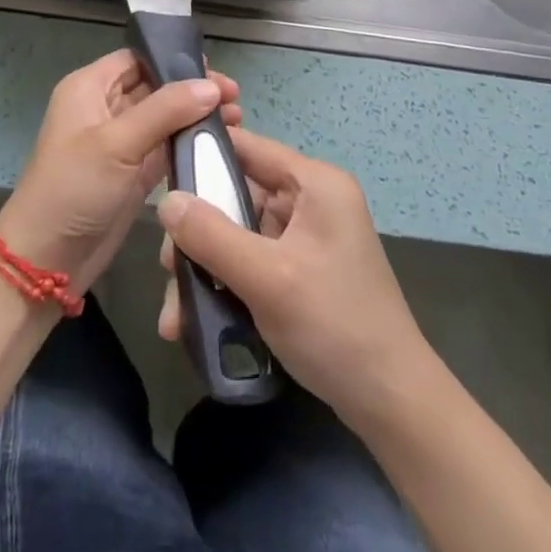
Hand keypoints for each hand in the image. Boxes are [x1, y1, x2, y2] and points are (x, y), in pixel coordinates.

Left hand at [0, 50, 240, 297]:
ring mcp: (121, 142)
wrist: (46, 261)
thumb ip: (166, 110)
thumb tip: (211, 86)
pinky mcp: (134, 173)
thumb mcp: (117, 142)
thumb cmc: (73, 188)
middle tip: (235, 98)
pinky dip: (191, 144)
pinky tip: (221, 144)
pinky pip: (167, 148)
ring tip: (237, 120)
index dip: (174, 60)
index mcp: (90, 88)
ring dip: (197, 117)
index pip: (138, 58)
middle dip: (194, 90)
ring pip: (165, 118)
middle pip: (156, 87)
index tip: (215, 71)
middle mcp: (105, 108)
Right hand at [156, 126, 430, 420]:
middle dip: (198, 232)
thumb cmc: (333, 324)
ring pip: (238, 235)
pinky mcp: (301, 272)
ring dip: (205, 268)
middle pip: (237, 196)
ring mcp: (307, 238)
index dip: (203, 155)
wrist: (391, 403)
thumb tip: (163, 201)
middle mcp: (311, 201)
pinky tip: (195, 322)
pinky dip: (225, 285)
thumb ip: (211, 235)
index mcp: (315, 184)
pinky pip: (251, 263)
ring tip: (175, 313)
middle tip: (167, 266)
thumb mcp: (266, 277)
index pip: (249, 147)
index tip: (159, 174)